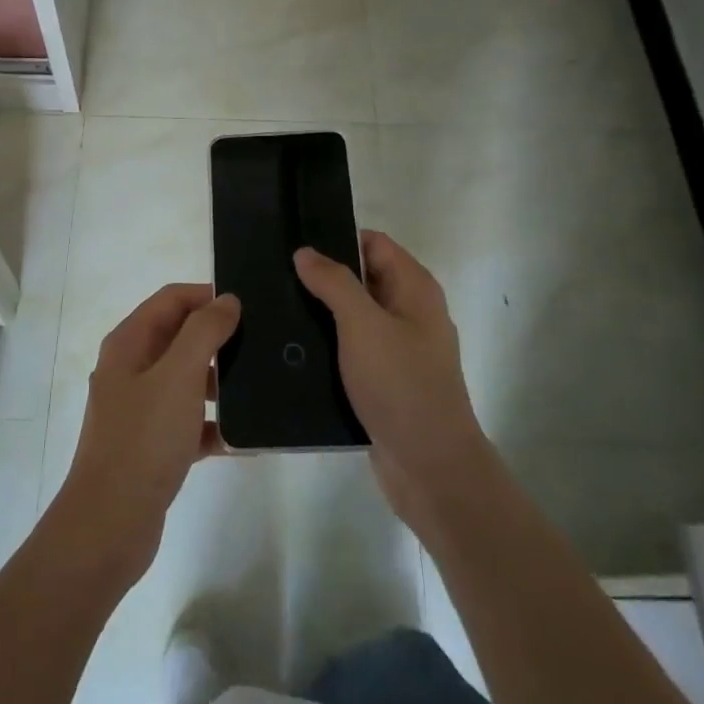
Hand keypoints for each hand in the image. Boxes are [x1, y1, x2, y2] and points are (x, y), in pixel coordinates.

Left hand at [53, 284, 240, 590]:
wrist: (109, 525)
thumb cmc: (143, 439)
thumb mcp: (178, 376)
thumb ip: (204, 331)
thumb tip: (227, 300)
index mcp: (129, 343)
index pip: (171, 299)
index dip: (207, 295)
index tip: (249, 307)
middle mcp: (130, 369)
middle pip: (179, 337)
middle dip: (218, 339)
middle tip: (261, 344)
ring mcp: (139, 409)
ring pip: (186, 380)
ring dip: (219, 382)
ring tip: (259, 387)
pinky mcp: (151, 445)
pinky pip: (189, 423)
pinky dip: (213, 426)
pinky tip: (246, 438)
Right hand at [293, 232, 492, 534]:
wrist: (429, 466)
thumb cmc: (401, 384)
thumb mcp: (363, 325)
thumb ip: (334, 283)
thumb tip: (306, 252)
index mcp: (414, 289)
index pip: (373, 244)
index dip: (337, 238)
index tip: (294, 242)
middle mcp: (410, 312)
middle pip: (362, 279)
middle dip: (323, 276)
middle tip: (274, 276)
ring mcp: (398, 349)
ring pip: (353, 317)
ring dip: (321, 313)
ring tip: (273, 309)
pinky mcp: (384, 380)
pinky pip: (351, 351)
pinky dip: (327, 346)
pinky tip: (292, 350)